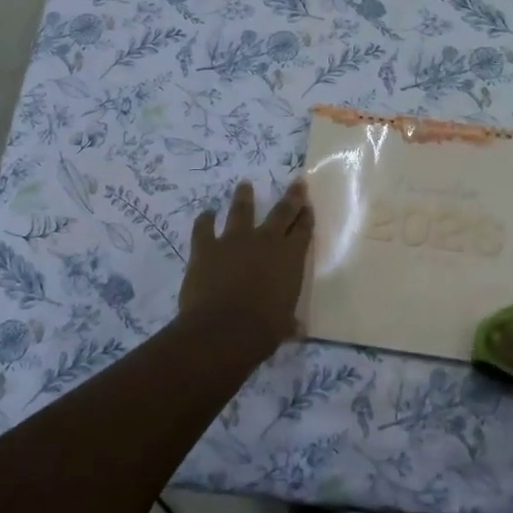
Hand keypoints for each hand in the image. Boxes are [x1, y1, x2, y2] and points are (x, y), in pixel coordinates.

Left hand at [178, 180, 313, 353]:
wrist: (224, 329)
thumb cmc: (263, 330)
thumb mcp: (284, 326)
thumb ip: (289, 321)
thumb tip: (297, 329)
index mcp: (290, 258)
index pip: (303, 231)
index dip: (306, 217)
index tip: (308, 205)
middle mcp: (266, 241)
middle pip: (282, 212)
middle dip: (291, 197)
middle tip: (296, 182)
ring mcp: (234, 240)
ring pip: (241, 211)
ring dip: (244, 197)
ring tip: (244, 185)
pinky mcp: (206, 247)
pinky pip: (204, 228)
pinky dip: (204, 220)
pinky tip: (205, 213)